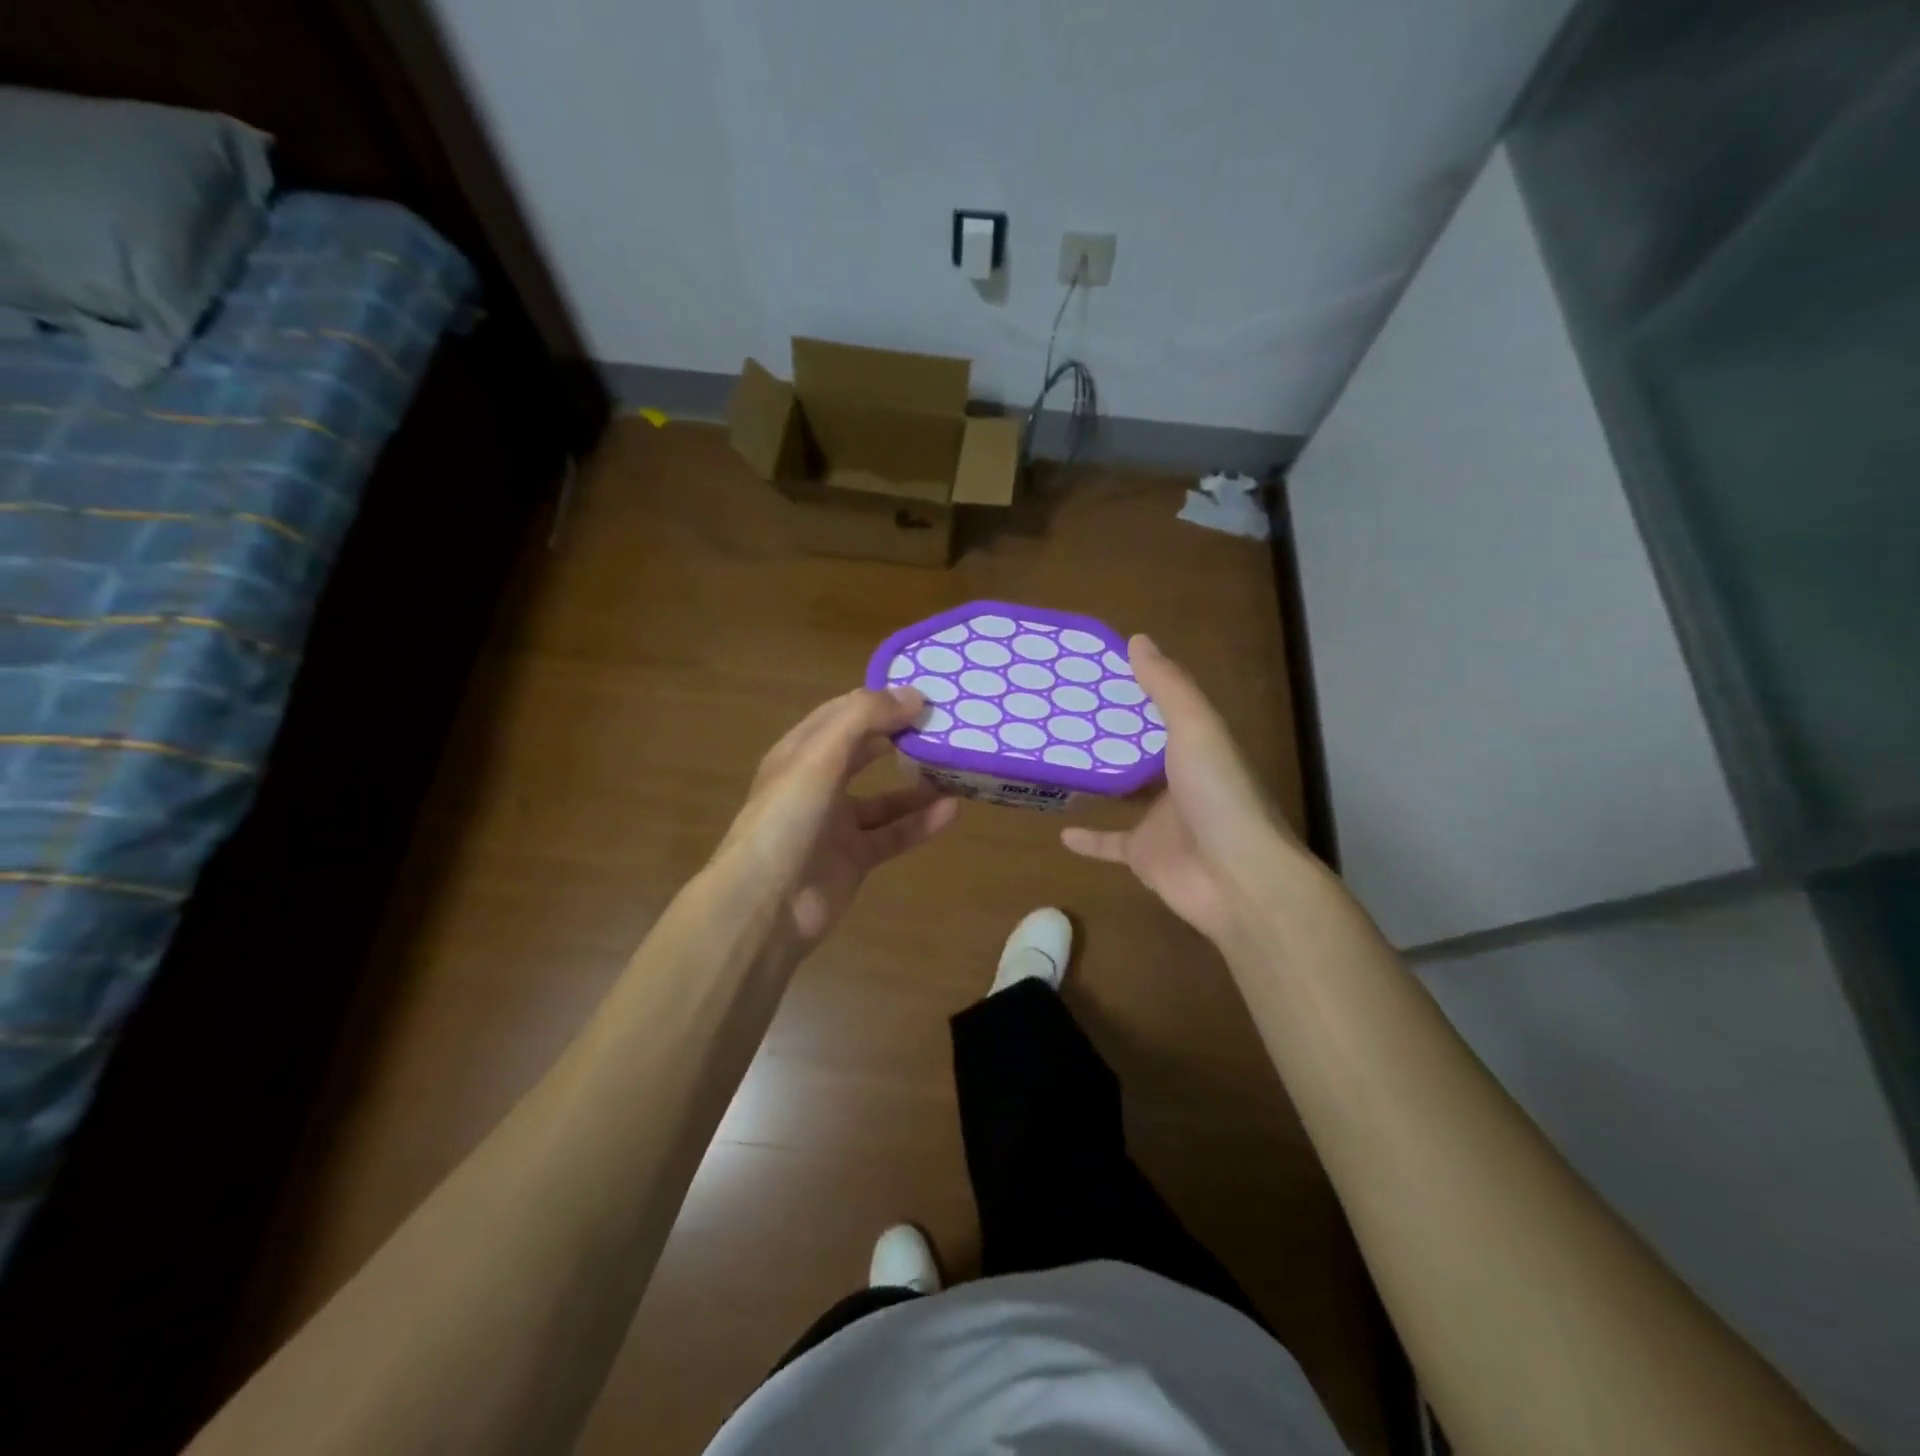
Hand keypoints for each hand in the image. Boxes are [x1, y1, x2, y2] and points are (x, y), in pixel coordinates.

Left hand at [717, 686, 958, 946]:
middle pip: (864, 752)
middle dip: (900, 738)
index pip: (843, 713)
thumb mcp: (820, 756)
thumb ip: (864, 718)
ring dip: (917, 784)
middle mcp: (816, 784)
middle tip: (945, 727)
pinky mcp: (854, 858)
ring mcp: (835, 824)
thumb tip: (914, 695)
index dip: (880, 701)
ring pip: (884, 797)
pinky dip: (920, 823)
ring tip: (956, 769)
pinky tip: (951, 811)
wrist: (765, 906)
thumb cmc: (786, 819)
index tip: (925, 695)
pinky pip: (893, 835)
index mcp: (800, 753)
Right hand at [1062, 636, 1302, 947]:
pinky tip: (1059, 831)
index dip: (1135, 690)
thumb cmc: (1219, 796)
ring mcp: (1161, 819)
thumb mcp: (1197, 728)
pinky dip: (1087, 838)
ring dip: (1097, 780)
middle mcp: (1180, 779)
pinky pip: (1109, 842)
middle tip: (1062, 712)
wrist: (1238, 879)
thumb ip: (1168, 687)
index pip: (1164, 710)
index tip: (1096, 671)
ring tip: (1056, 760)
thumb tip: (1137, 640)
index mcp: (1198, 746)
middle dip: (1109, 734)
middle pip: (1139, 751)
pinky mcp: (1143, 854)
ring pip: (1122, 794)